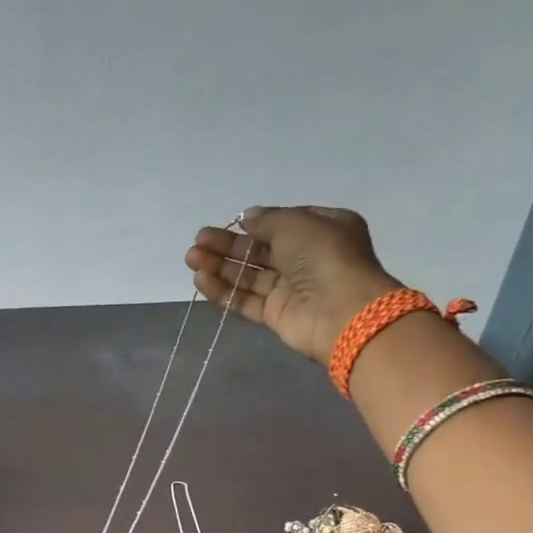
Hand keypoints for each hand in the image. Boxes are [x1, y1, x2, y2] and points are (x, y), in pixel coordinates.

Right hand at [184, 206, 402, 364]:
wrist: (340, 311)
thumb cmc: (324, 256)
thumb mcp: (296, 223)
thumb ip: (267, 220)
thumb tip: (247, 218)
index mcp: (323, 229)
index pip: (282, 224)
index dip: (254, 224)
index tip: (230, 223)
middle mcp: (307, 258)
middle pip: (260, 250)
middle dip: (228, 246)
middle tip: (198, 242)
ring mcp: (291, 288)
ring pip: (249, 276)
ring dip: (220, 267)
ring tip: (191, 259)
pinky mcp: (276, 315)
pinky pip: (246, 300)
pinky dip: (224, 291)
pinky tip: (201, 280)